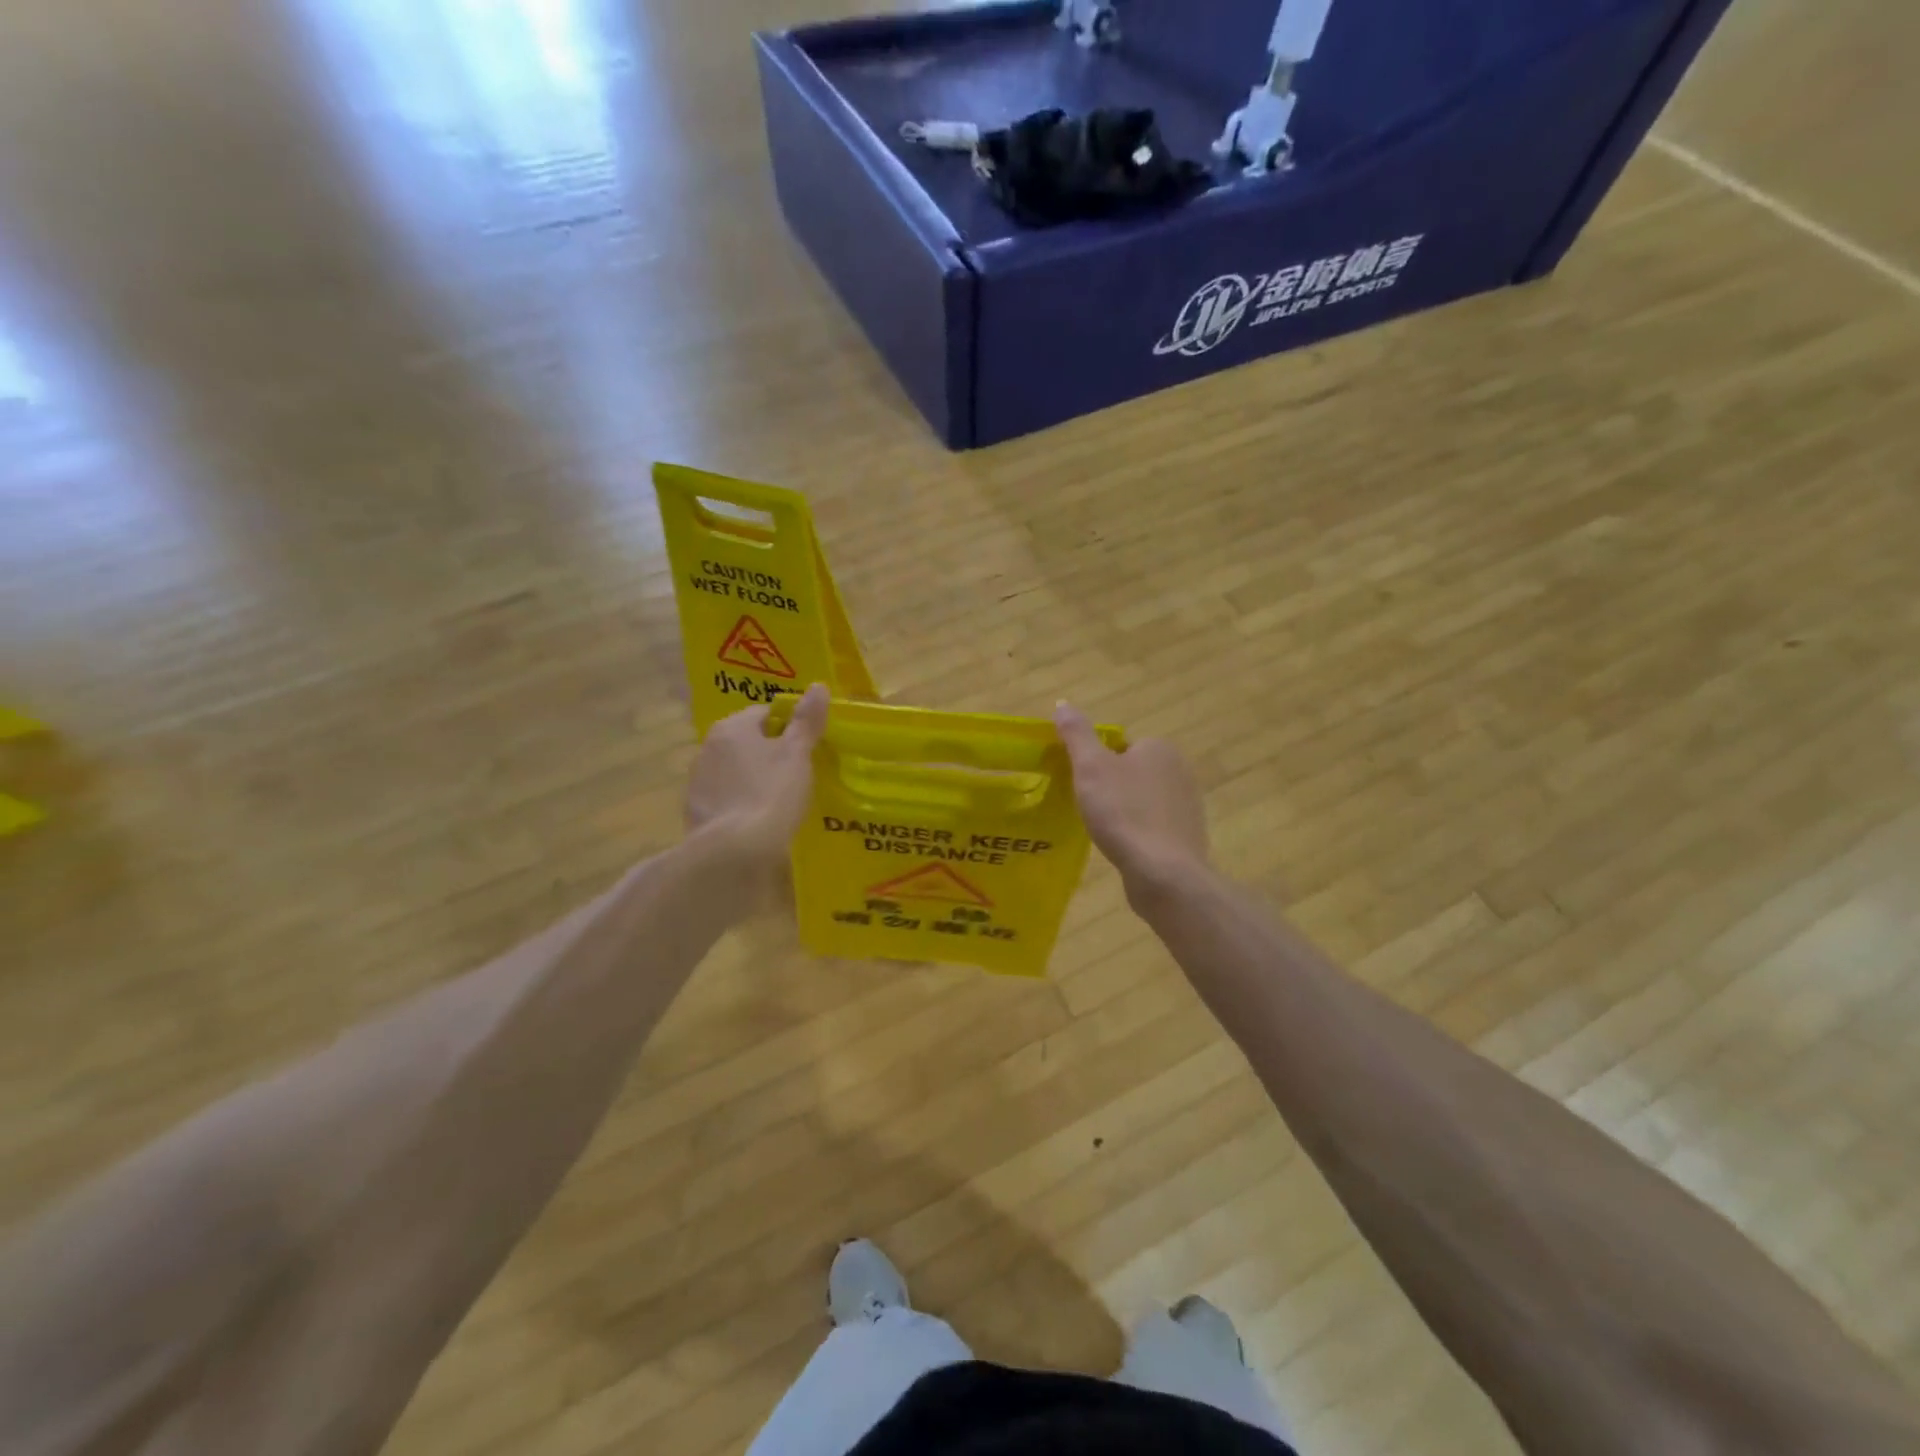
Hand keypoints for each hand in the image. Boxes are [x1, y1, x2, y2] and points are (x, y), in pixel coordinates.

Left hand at [686, 685, 828, 868]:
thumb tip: (819, 686)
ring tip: (779, 800)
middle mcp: (708, 748)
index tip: (807, 747)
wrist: (733, 852)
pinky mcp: (695, 812)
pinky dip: (741, 803)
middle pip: (747, 742)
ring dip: (753, 778)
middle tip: (798, 773)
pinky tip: (758, 820)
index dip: (789, 727)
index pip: (764, 713)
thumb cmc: (771, 793)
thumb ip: (806, 721)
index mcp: (732, 728)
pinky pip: (725, 798)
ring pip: (734, 771)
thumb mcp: (797, 755)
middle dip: (769, 753)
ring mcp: (698, 782)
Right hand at [1053, 702, 1208, 891]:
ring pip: (1142, 800)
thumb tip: (1063, 704)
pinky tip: (1124, 848)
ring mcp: (1187, 805)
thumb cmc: (1123, 812)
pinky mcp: (1187, 836)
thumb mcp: (1090, 767)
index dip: (1097, 764)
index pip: (1120, 746)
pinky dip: (1137, 834)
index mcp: (1159, 748)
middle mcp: (1180, 770)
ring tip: (1105, 831)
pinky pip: (1153, 826)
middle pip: (1131, 772)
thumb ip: (1077, 734)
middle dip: (1111, 788)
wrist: (1162, 872)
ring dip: (1124, 812)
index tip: (1083, 785)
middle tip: (1090, 808)